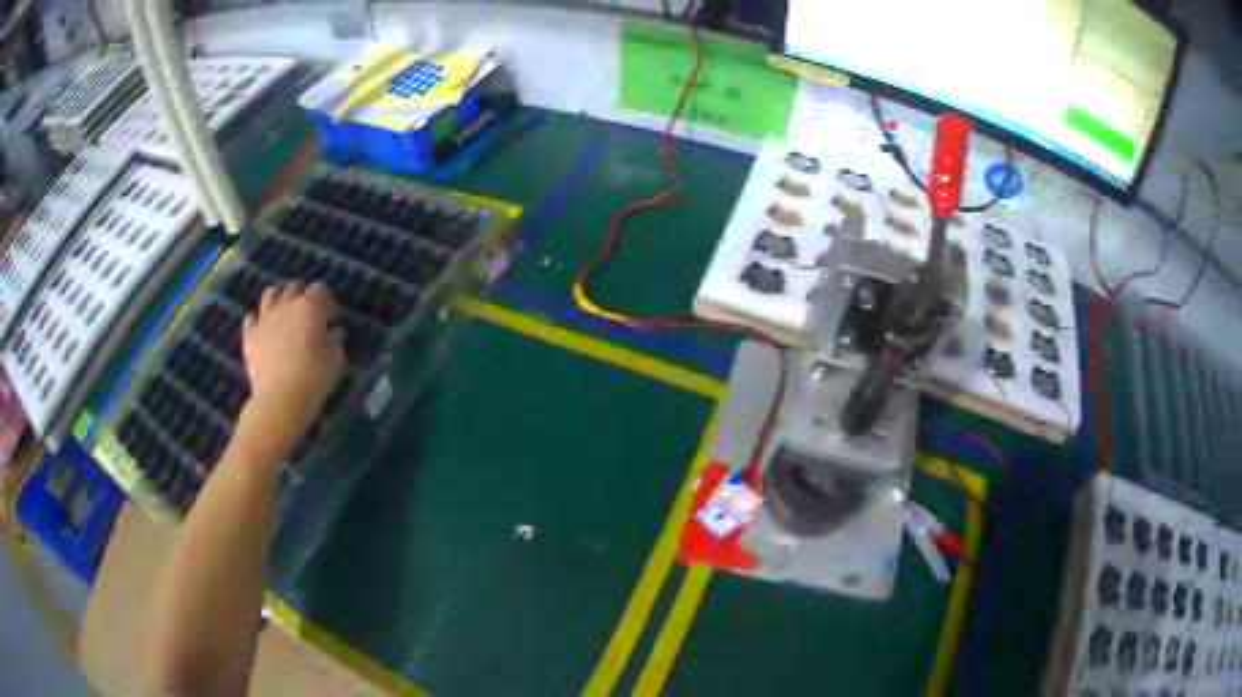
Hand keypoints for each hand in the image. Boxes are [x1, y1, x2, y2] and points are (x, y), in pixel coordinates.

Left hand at [237, 281, 345, 461]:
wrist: (279, 401)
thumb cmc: (313, 379)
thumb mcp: (335, 360)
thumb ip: (334, 340)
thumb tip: (333, 331)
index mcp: (309, 307)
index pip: (320, 289)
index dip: (328, 302)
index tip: (333, 318)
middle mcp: (285, 305)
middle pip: (294, 287)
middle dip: (303, 296)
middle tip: (309, 315)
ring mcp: (264, 319)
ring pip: (270, 294)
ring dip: (279, 299)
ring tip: (284, 315)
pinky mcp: (249, 336)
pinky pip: (251, 319)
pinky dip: (258, 320)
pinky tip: (265, 330)